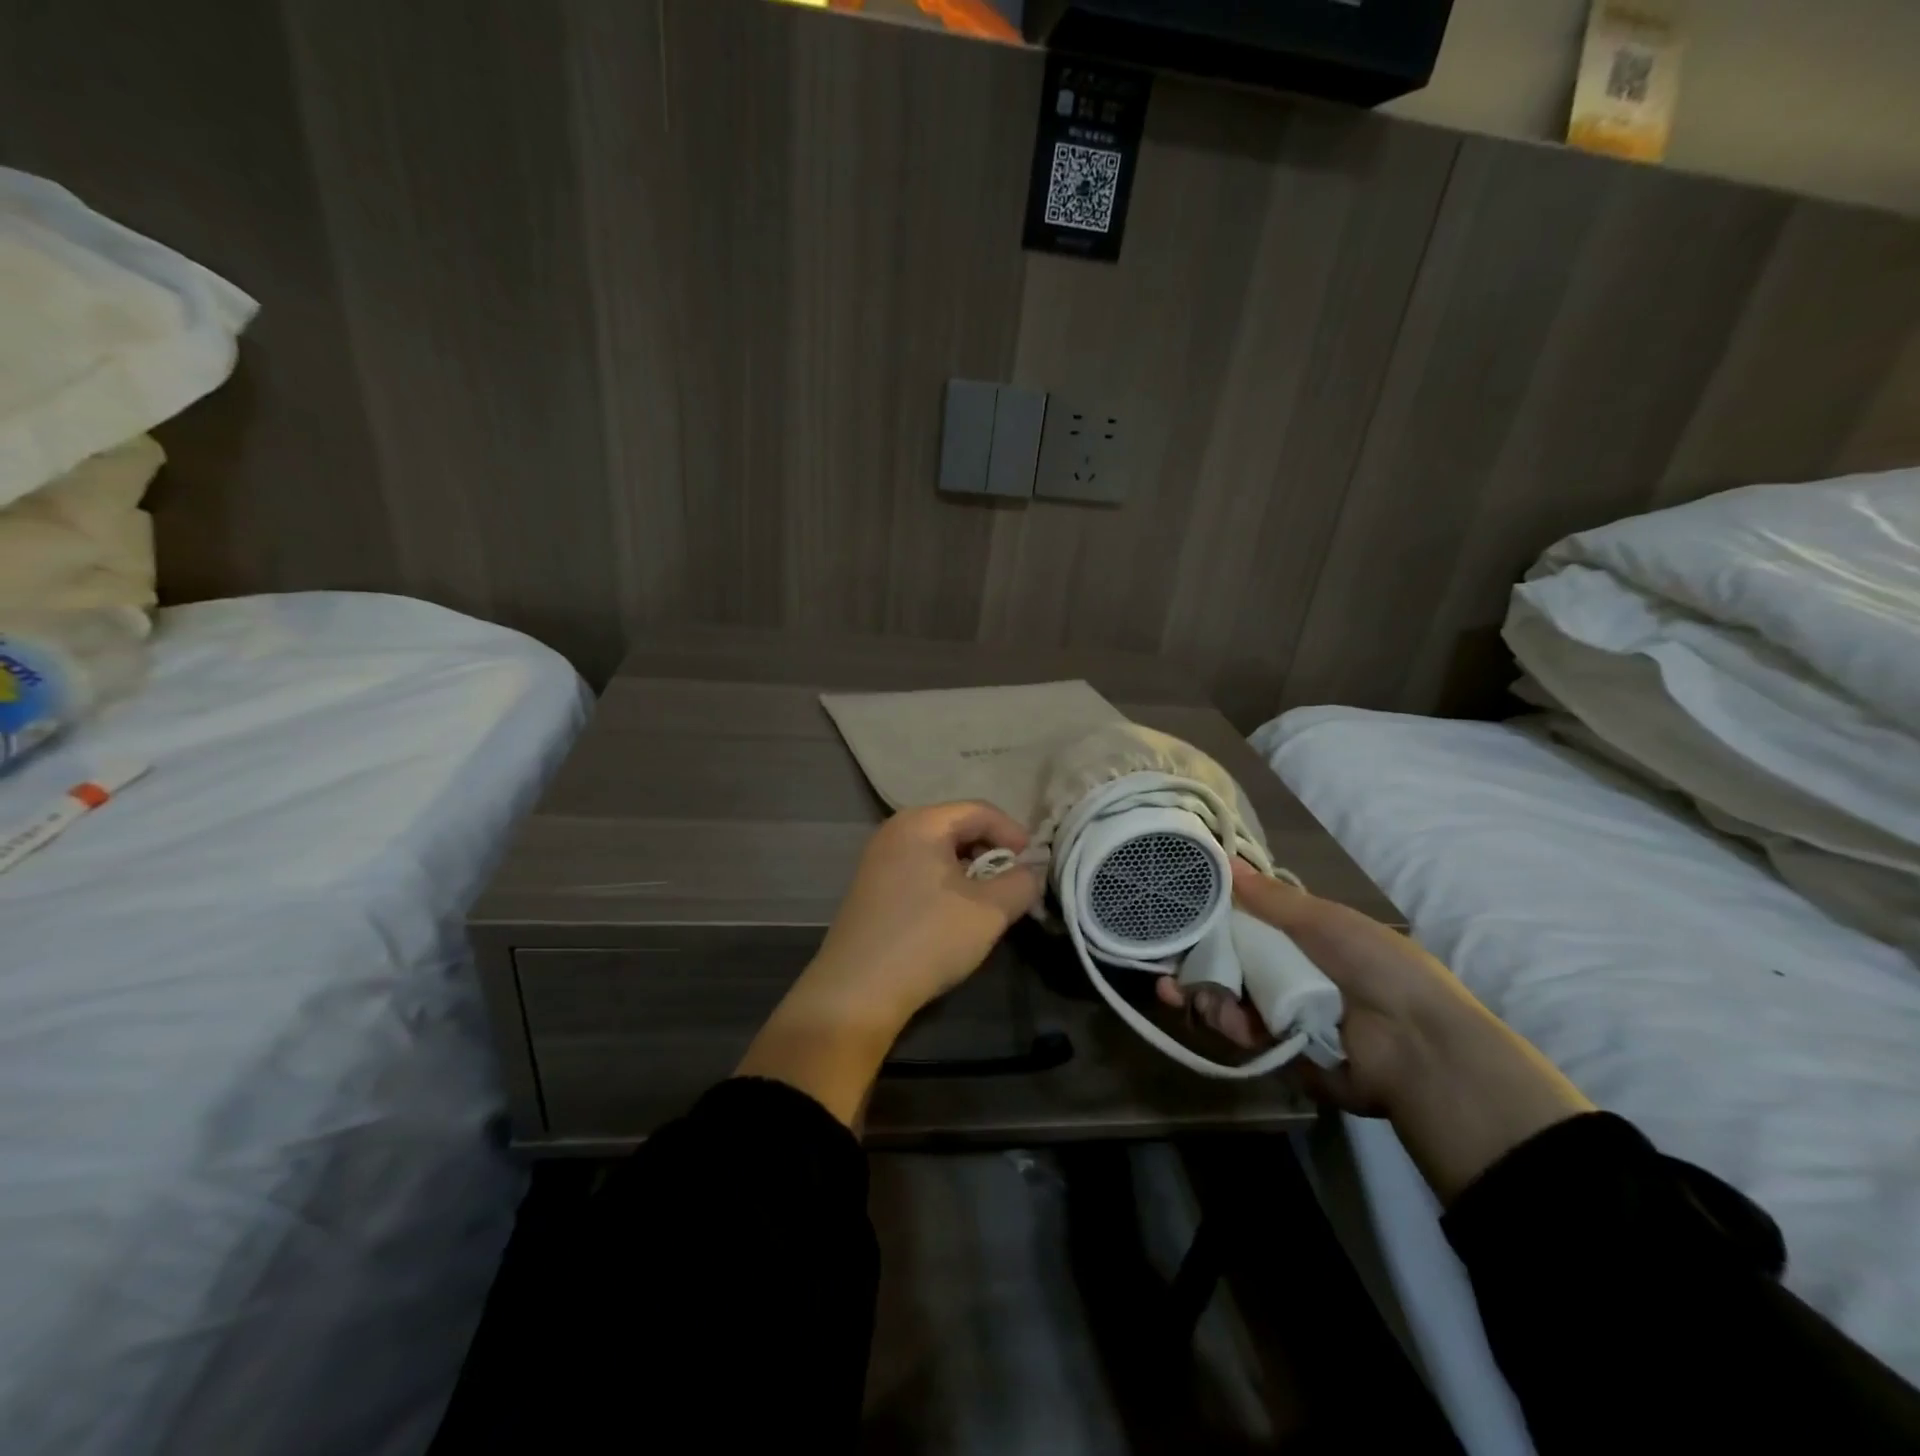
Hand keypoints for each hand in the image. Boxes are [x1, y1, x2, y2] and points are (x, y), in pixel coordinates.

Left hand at [737, 802, 1042, 1127]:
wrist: (857, 990)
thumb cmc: (928, 938)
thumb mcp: (989, 910)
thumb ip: (1021, 883)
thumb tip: (1031, 871)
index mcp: (921, 822)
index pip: (980, 811)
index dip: (1014, 834)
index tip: (1035, 866)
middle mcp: (895, 830)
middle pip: (958, 827)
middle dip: (993, 853)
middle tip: (1015, 885)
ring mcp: (878, 859)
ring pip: (940, 852)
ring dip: (971, 872)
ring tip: (990, 903)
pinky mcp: (872, 887)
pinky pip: (920, 870)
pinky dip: (947, 884)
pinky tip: (956, 916)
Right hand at [1158, 861, 1593, 1200]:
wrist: (1417, 1046)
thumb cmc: (1376, 967)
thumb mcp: (1325, 921)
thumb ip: (1271, 897)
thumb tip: (1227, 858)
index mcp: (1302, 939)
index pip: (1246, 922)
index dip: (1213, 917)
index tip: (1179, 910)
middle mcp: (1286, 972)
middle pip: (1228, 961)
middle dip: (1193, 960)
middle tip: (1160, 961)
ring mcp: (1281, 1012)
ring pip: (1226, 996)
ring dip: (1201, 992)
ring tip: (1177, 990)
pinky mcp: (1278, 1050)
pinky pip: (1240, 1031)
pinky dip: (1224, 1021)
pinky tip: (1213, 1012)